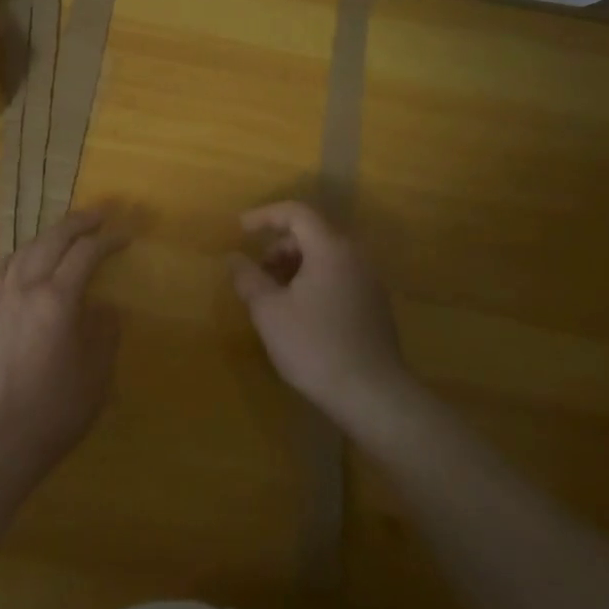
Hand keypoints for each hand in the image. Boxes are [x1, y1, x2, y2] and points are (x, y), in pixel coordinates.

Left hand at [0, 207, 129, 467]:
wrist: (2, 439)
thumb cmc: (57, 408)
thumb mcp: (97, 372)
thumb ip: (105, 332)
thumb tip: (105, 308)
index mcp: (57, 299)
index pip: (86, 253)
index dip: (108, 241)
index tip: (126, 237)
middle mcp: (25, 287)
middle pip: (52, 239)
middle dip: (78, 223)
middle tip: (99, 216)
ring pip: (23, 248)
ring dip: (48, 235)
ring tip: (65, 234)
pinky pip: (1, 268)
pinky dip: (19, 255)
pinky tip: (26, 260)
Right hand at [230, 201, 412, 431]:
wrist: (372, 394)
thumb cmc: (314, 346)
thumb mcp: (269, 311)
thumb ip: (248, 278)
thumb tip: (234, 258)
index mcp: (330, 249)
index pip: (296, 213)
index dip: (265, 216)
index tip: (241, 229)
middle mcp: (354, 256)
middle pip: (312, 233)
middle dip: (279, 245)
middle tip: (257, 271)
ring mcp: (369, 281)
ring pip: (326, 257)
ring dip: (295, 265)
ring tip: (274, 295)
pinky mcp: (374, 305)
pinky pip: (338, 276)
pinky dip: (313, 280)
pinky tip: (299, 312)